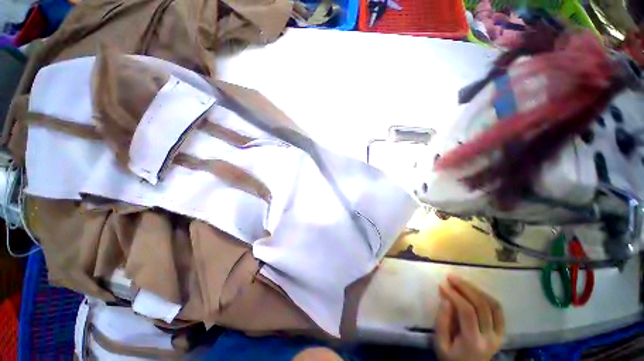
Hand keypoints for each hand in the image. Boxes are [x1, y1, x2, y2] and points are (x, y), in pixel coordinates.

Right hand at [434, 275, 504, 360]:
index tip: (442, 285)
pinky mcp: (501, 332)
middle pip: (482, 306)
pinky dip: (486, 297)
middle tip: (451, 277)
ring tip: (462, 281)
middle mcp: (490, 337)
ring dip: (477, 290)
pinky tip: (475, 291)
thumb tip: (446, 299)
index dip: (455, 295)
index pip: (467, 312)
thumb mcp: (440, 344)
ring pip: (493, 305)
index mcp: (473, 342)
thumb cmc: (451, 359)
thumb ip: (442, 322)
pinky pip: (498, 310)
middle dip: (465, 288)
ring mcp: (498, 334)